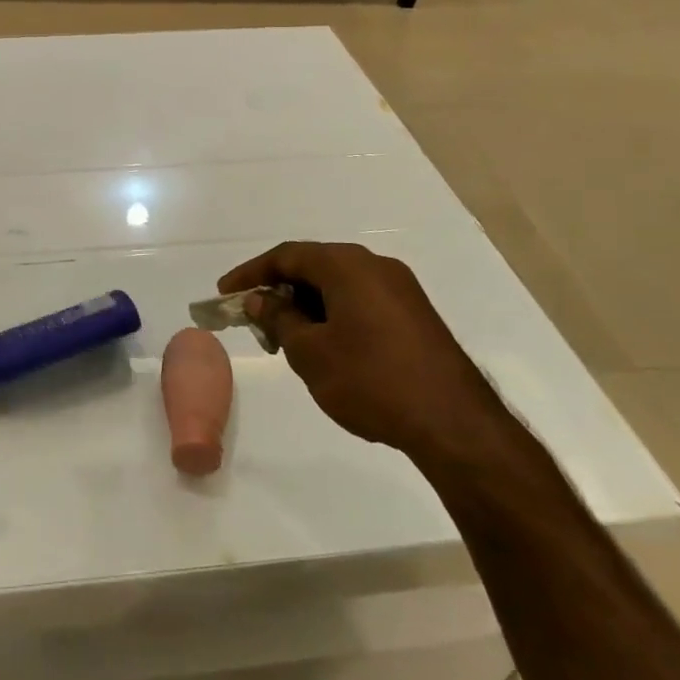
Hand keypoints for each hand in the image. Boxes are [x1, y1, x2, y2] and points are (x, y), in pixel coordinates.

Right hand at [219, 242, 498, 459]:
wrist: (454, 424)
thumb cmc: (371, 381)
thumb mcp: (310, 352)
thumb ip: (279, 318)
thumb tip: (261, 299)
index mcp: (347, 265)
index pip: (286, 255)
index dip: (251, 273)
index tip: (225, 293)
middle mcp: (375, 265)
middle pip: (314, 266)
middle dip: (279, 290)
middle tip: (255, 320)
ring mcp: (401, 289)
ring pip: (339, 285)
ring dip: (307, 305)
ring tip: (287, 339)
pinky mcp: (415, 315)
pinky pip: (362, 300)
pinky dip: (334, 314)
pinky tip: (327, 347)